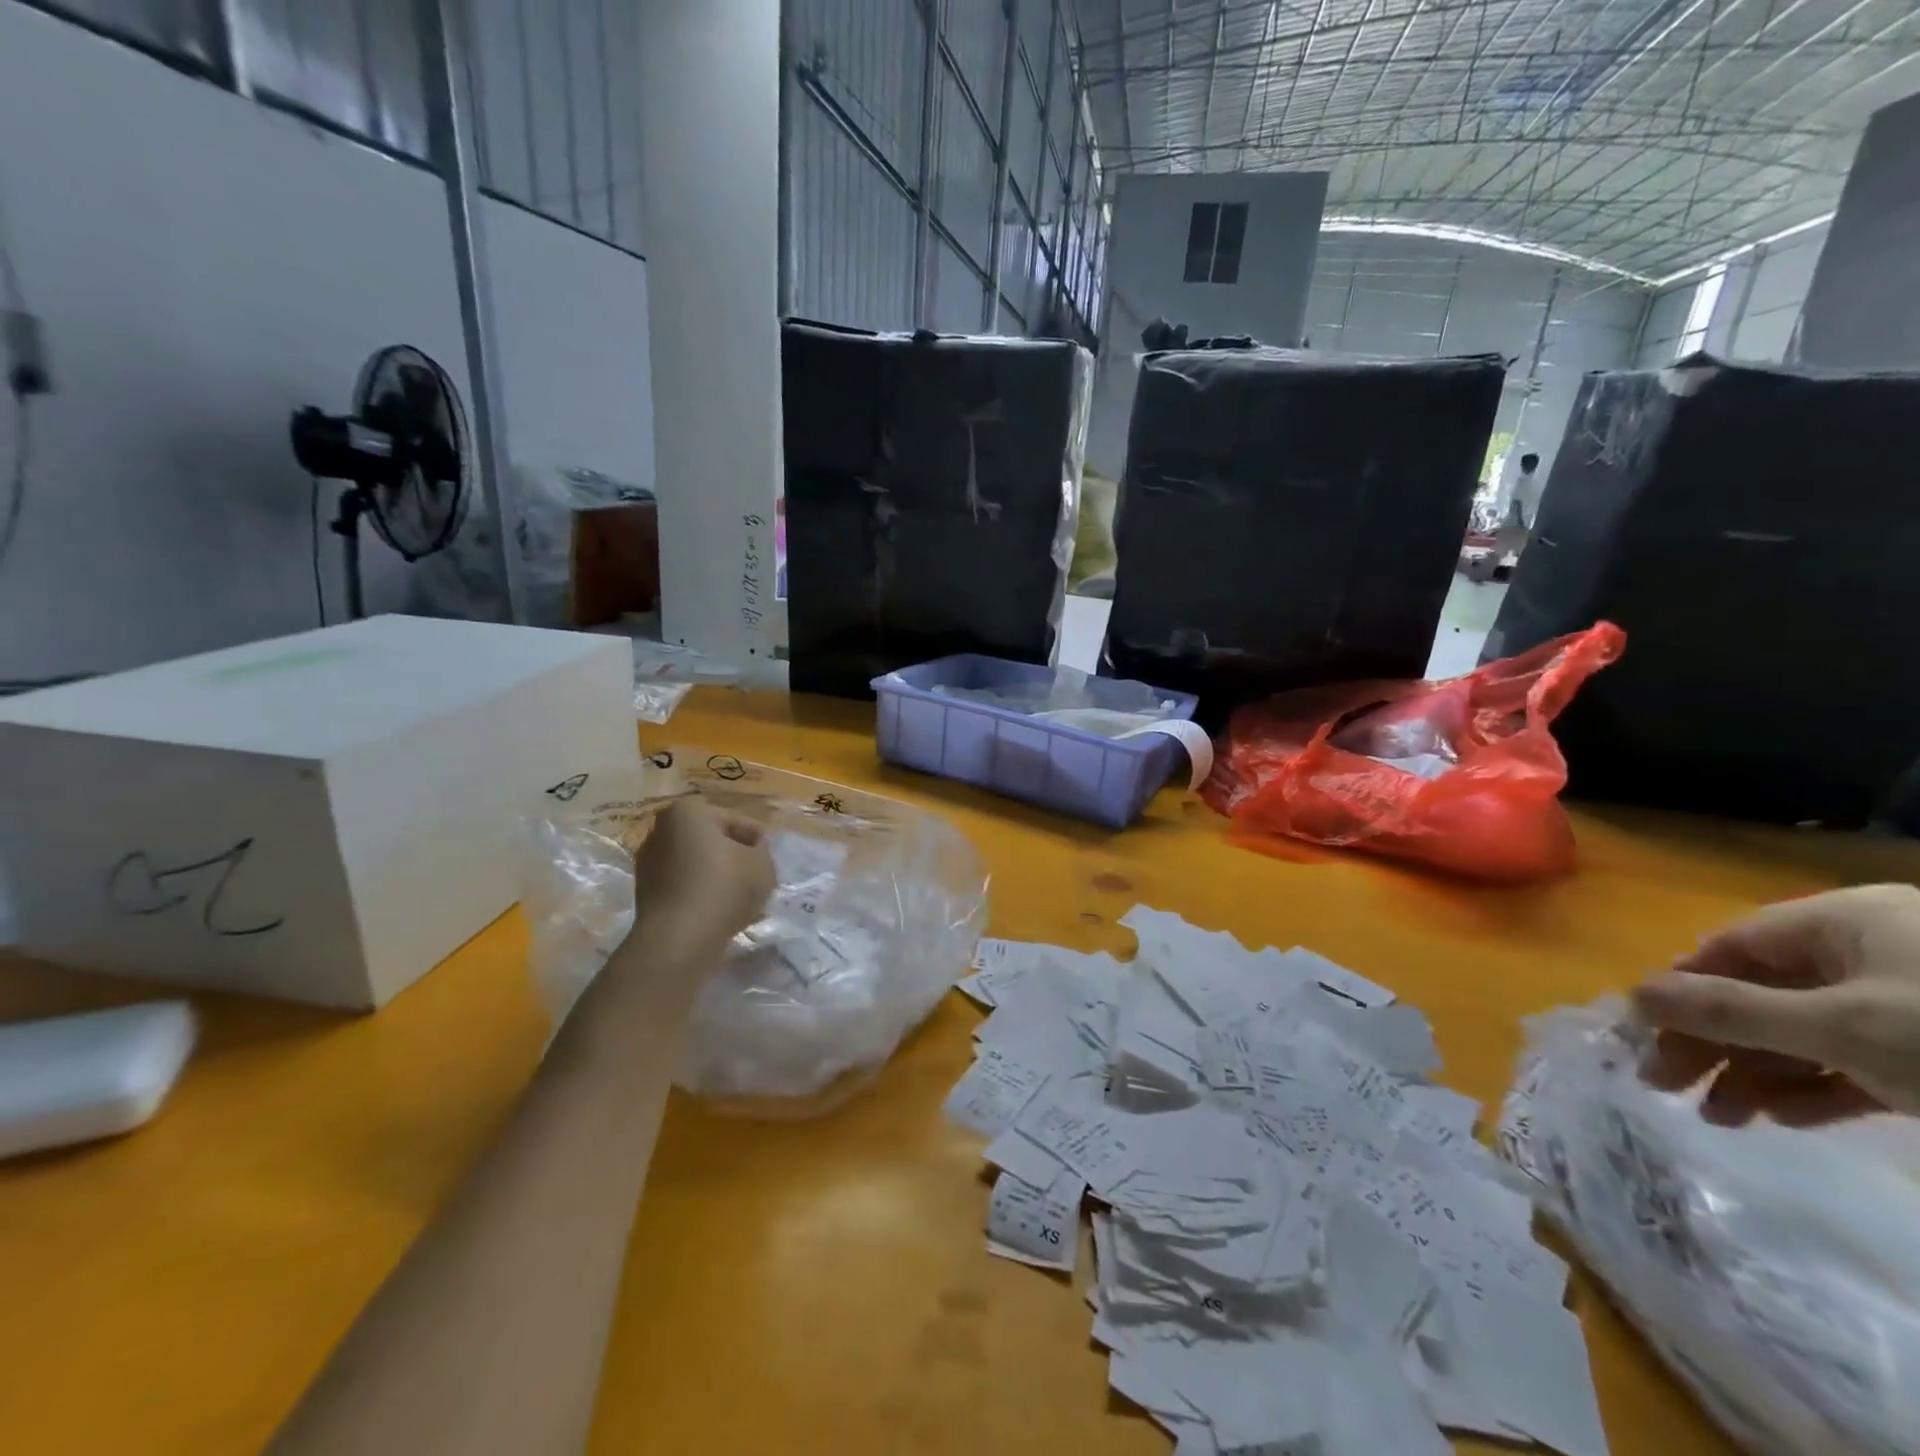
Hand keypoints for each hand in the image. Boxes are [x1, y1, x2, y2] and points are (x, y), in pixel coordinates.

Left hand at [623, 798, 776, 967]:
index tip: (768, 859)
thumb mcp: (762, 864)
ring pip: (696, 866)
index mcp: (688, 812)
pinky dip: (701, 895)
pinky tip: (720, 913)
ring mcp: (648, 863)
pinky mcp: (644, 894)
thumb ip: (761, 851)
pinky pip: (683, 887)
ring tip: (740, 899)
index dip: (756, 841)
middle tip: (756, 877)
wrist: (679, 939)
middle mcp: (661, 830)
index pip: (734, 821)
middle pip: (711, 842)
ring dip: (717, 878)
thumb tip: (751, 853)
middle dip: (733, 857)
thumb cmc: (724, 887)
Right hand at [1634, 885, 1919, 1124]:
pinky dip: (1815, 1090)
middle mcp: (1870, 953)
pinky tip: (1782, 1119)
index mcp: (1841, 922)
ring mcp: (1912, 1005)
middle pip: (1762, 993)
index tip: (1643, 1034)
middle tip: (1665, 1085)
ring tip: (1720, 1119)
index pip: (1727, 948)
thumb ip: (1726, 1010)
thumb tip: (1631, 996)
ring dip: (1755, 1074)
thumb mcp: (1838, 1027)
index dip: (1678, 987)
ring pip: (1805, 1033)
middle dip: (1712, 1042)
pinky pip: (1857, 1064)